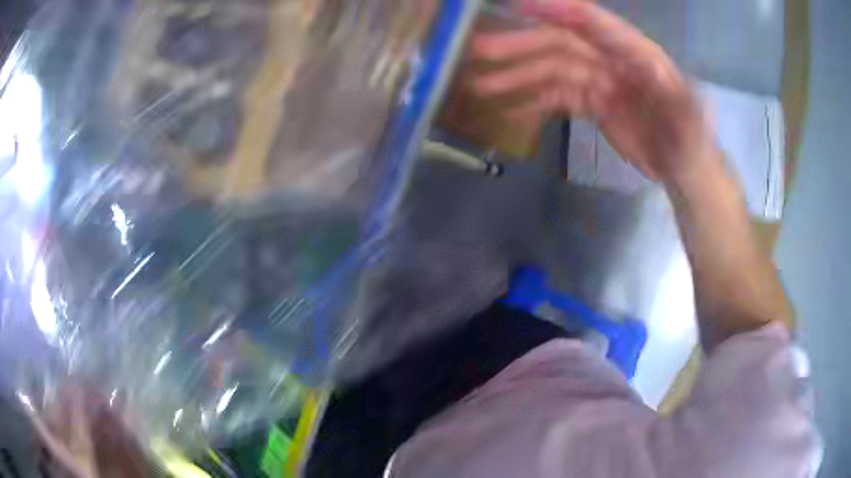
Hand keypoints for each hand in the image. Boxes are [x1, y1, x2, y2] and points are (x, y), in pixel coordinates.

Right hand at [469, 1, 718, 183]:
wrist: (683, 168)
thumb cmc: (690, 142)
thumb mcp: (688, 121)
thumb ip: (672, 94)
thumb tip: (652, 70)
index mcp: (635, 52)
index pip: (591, 21)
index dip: (555, 8)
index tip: (515, 3)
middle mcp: (612, 58)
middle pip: (560, 43)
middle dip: (520, 45)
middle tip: (480, 50)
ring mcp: (600, 79)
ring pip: (552, 69)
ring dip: (517, 74)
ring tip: (482, 85)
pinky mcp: (593, 101)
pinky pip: (557, 95)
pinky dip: (533, 100)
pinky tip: (510, 108)